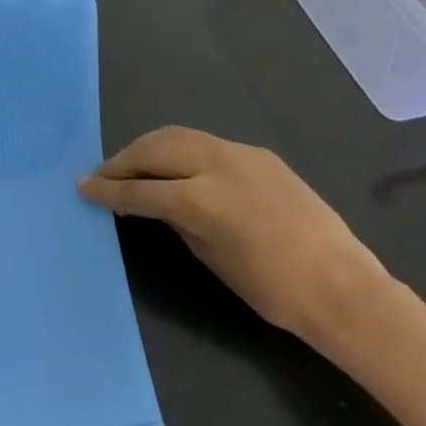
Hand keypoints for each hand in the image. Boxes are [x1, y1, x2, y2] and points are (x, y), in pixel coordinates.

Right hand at [78, 127, 390, 347]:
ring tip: (131, 163)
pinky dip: (179, 148)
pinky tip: (175, 163)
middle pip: (153, 150)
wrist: (341, 286)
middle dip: (122, 160)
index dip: (108, 190)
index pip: (140, 189)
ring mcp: (237, 152)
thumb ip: (178, 222)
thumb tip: (156, 203)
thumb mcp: (211, 258)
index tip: (84, 187)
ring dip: (149, 147)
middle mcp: (214, 164)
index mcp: (199, 199)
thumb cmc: (273, 290)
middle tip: (102, 174)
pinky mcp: (256, 152)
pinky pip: (205, 141)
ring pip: (177, 135)